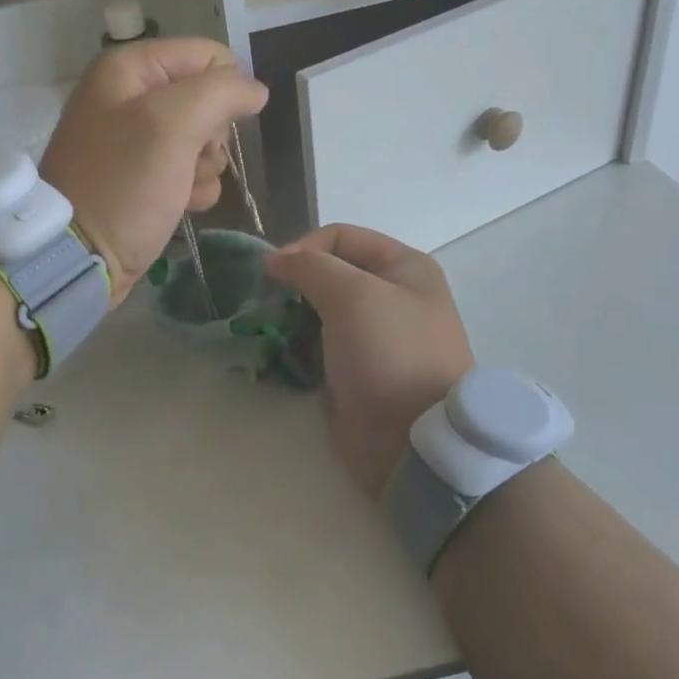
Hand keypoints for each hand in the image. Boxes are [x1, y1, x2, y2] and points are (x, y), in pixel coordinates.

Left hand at [41, 38, 268, 301]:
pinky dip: (193, 190)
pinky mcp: (143, 178)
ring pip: (204, 139)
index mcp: (128, 69)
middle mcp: (129, 97)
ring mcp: (136, 140)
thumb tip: (256, 89)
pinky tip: (179, 205)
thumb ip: (220, 93)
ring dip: (205, 167)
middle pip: (207, 99)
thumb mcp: (171, 125)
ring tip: (180, 187)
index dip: (224, 89)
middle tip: (191, 157)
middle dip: (211, 135)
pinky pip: (190, 172)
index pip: (207, 56)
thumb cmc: (123, 184)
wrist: (79, 258)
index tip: (219, 126)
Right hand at [267, 225, 472, 499]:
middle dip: (293, 284)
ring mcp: (372, 335)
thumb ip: (309, 267)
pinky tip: (276, 352)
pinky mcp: (354, 368)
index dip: (303, 248)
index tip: (272, 275)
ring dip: (288, 315)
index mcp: (403, 267)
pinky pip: (316, 344)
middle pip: (328, 272)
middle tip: (265, 303)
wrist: (412, 442)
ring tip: (267, 329)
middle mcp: (391, 295)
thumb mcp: (352, 295)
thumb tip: (274, 260)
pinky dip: (293, 344)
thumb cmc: (389, 354)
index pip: (340, 236)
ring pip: (317, 309)